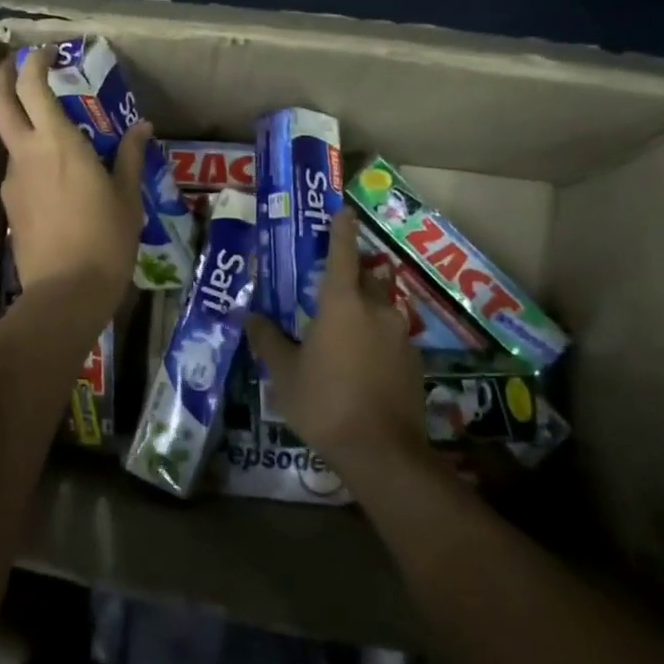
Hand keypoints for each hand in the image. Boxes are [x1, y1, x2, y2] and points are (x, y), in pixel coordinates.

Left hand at [0, 46, 147, 318]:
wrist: (66, 293)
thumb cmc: (105, 240)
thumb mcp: (127, 197)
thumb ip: (129, 156)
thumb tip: (142, 127)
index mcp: (57, 142)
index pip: (32, 86)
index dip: (34, 62)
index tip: (46, 52)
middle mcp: (26, 153)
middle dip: (1, 76)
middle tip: (16, 65)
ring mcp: (12, 180)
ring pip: (7, 137)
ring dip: (20, 122)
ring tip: (52, 131)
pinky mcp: (9, 205)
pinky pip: (17, 169)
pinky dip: (30, 158)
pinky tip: (55, 176)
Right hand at [245, 210, 426, 474]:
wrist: (382, 452)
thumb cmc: (324, 402)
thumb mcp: (284, 373)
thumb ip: (268, 340)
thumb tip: (250, 317)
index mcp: (342, 303)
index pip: (342, 253)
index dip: (342, 230)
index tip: (343, 211)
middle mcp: (375, 309)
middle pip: (366, 278)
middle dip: (352, 274)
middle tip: (330, 284)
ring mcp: (400, 335)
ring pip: (381, 307)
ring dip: (365, 308)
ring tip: (344, 328)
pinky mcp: (413, 362)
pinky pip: (391, 335)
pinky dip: (376, 337)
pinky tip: (362, 362)